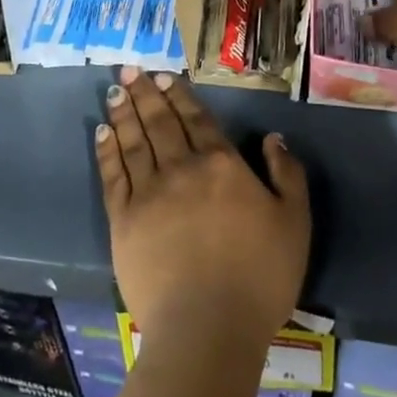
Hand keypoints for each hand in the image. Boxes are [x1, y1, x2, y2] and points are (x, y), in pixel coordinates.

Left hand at [95, 67, 309, 351]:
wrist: (208, 328)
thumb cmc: (259, 277)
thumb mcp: (294, 223)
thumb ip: (287, 175)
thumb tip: (273, 138)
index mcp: (221, 165)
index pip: (196, 119)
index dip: (179, 95)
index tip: (163, 75)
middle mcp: (182, 168)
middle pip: (160, 122)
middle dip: (145, 92)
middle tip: (130, 68)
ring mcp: (149, 193)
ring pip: (134, 141)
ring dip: (124, 112)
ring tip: (115, 89)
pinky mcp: (124, 221)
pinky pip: (113, 175)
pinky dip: (107, 150)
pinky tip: (102, 132)